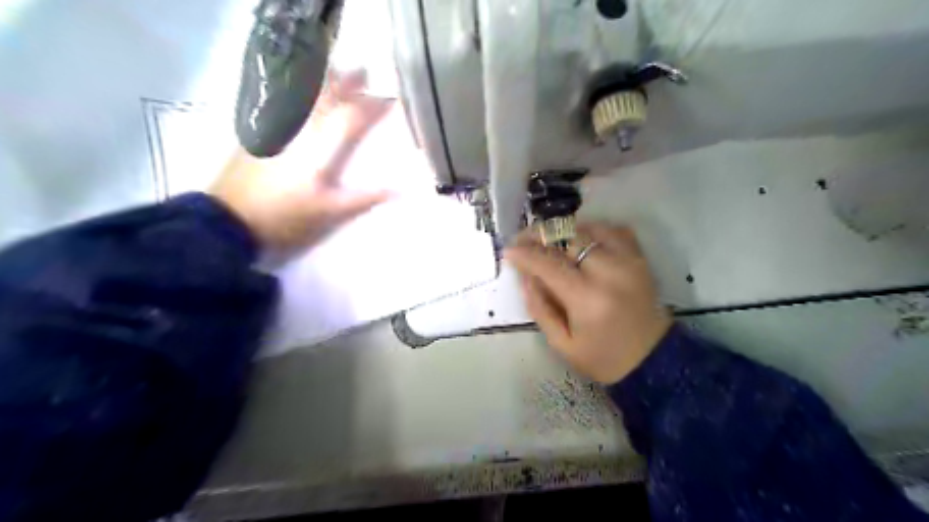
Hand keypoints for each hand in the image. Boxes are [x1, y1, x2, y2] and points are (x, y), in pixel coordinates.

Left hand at [212, 70, 392, 252]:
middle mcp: (299, 127)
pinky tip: (302, 92)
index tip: (392, 99)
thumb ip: (364, 198)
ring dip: (322, 81)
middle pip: (327, 96)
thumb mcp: (329, 212)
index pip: (352, 116)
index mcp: (320, 145)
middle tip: (365, 73)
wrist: (230, 219)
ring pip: (303, 94)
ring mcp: (277, 126)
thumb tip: (399, 190)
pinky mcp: (260, 130)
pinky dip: (299, 91)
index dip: (373, 106)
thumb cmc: (286, 216)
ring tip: (336, 72)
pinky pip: (283, 100)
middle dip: (348, 82)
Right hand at [506, 221, 672, 384]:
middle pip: (568, 236)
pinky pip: (613, 229)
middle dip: (540, 235)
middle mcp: (610, 272)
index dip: (525, 254)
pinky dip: (592, 231)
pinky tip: (581, 243)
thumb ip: (539, 307)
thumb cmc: (602, 357)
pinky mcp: (640, 257)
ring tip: (551, 243)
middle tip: (525, 242)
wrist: (652, 359)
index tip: (509, 251)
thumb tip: (525, 275)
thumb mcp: (561, 343)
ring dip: (564, 232)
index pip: (549, 263)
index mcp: (588, 299)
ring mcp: (629, 260)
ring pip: (588, 227)